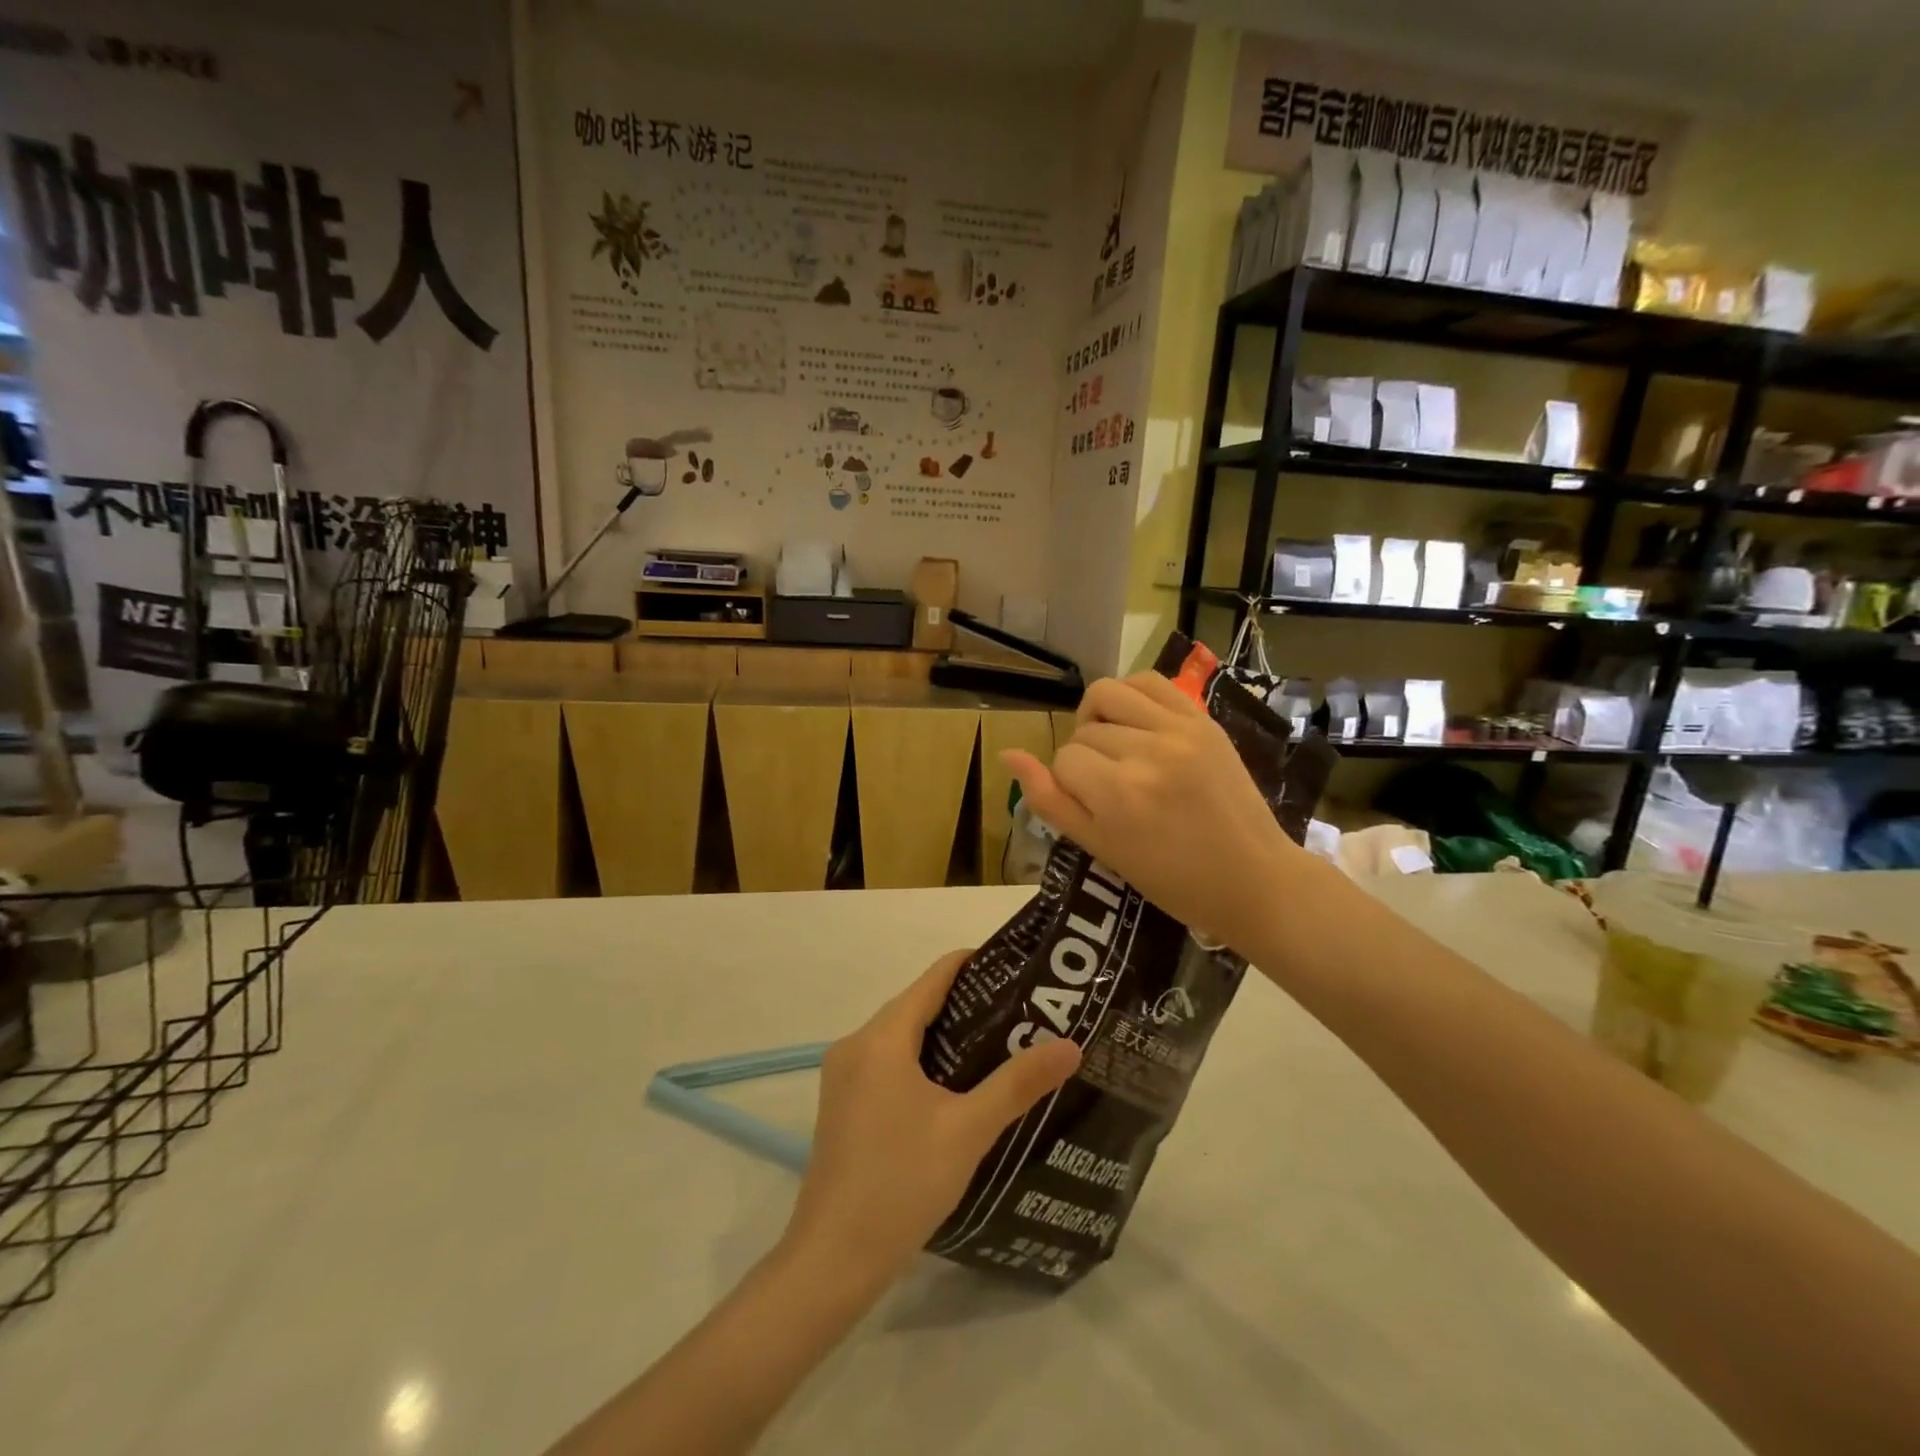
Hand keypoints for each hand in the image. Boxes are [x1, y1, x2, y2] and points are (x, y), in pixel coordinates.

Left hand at [784, 951, 1081, 1287]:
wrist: (833, 1260)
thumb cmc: (901, 1184)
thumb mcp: (968, 1130)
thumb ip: (1018, 1084)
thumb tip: (1070, 1045)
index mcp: (881, 1038)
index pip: (933, 979)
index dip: (973, 965)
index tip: (1016, 967)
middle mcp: (855, 1045)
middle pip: (916, 1005)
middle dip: (966, 1003)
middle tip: (1020, 1011)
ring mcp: (843, 1076)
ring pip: (901, 1036)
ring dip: (944, 1035)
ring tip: (998, 1044)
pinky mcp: (842, 1104)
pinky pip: (887, 1063)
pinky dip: (921, 1060)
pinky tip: (955, 1086)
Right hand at [1003, 672, 1301, 949]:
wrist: (1252, 878)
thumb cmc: (1171, 879)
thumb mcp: (1101, 848)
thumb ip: (1050, 801)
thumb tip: (1008, 755)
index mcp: (1119, 794)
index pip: (1063, 761)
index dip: (1068, 784)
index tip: (1094, 808)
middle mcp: (1147, 752)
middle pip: (1084, 732)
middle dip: (1085, 758)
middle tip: (1109, 788)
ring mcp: (1179, 730)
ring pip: (1107, 695)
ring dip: (1097, 717)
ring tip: (1113, 744)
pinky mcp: (1203, 720)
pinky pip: (1149, 682)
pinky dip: (1129, 694)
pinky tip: (1133, 720)